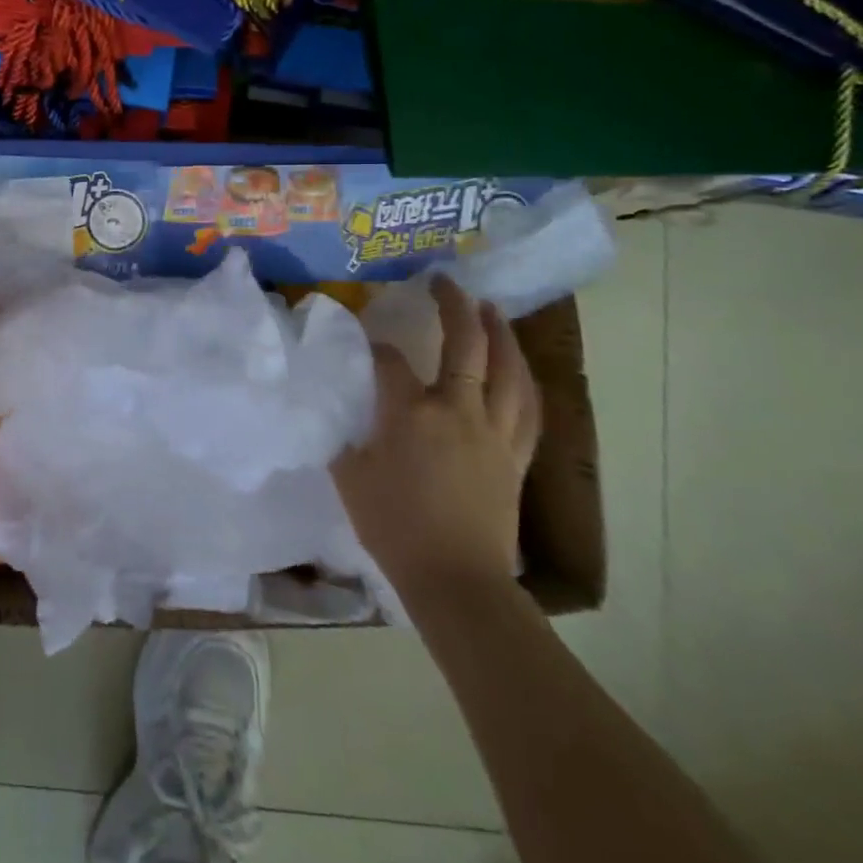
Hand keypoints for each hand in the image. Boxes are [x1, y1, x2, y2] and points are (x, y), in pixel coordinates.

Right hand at [332, 274, 540, 599]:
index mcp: (413, 413)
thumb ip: (342, 434)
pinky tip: (518, 368)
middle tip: (445, 281)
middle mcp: (460, 410)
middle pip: (465, 345)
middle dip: (454, 307)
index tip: (360, 334)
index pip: (390, 360)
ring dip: (500, 334)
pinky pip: (527, 409)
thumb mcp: (350, 477)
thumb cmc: (395, 528)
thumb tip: (336, 408)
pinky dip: (523, 381)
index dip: (373, 342)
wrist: (456, 581)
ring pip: (508, 371)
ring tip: (492, 309)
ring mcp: (495, 432)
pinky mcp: (516, 457)